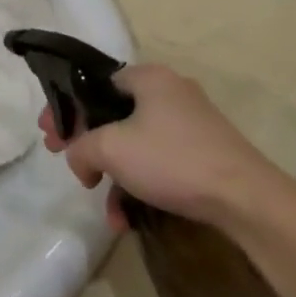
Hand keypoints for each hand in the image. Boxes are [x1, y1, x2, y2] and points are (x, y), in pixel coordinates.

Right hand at [40, 65, 294, 232]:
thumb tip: (78, 159)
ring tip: (101, 203)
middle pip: (112, 114)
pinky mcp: (202, 153)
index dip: (66, 108)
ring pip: (134, 143)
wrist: (245, 199)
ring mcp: (189, 124)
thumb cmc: (171, 159)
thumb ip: (79, 147)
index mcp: (148, 77)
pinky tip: (127, 219)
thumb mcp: (110, 148)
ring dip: (112, 174)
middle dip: (86, 144)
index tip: (50, 135)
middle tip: (69, 164)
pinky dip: (138, 184)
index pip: (94, 84)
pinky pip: (157, 162)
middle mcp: (169, 92)